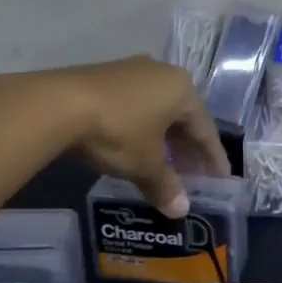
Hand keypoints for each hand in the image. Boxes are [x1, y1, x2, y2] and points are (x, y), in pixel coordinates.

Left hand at [44, 56, 228, 216]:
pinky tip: (136, 146)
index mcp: (183, 89)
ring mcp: (134, 71)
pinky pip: (136, 104)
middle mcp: (164, 73)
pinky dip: (142, 127)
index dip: (213, 156)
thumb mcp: (145, 164)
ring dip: (164, 138)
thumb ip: (166, 186)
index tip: (220, 178)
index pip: (205, 128)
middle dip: (188, 147)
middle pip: (183, 116)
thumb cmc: (118, 131)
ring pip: (158, 109)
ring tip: (165, 164)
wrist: (60, 104)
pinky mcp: (107, 75)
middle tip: (193, 175)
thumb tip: (181, 211)